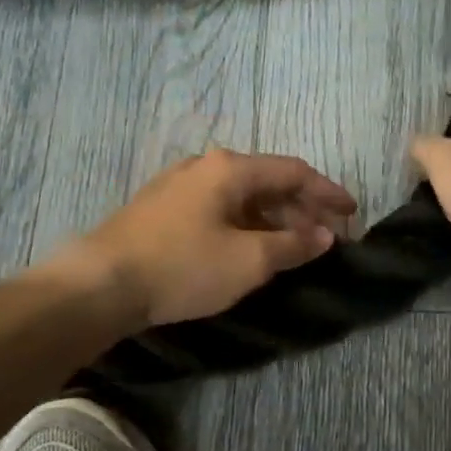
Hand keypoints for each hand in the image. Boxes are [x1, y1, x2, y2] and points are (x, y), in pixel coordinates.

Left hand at [53, 149, 356, 326]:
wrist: (99, 284)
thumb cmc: (183, 266)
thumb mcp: (248, 261)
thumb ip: (292, 245)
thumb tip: (325, 236)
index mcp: (230, 169)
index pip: (293, 171)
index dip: (327, 192)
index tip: (352, 213)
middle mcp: (205, 166)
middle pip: (267, 181)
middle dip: (301, 209)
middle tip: (325, 238)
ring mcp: (179, 185)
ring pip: (241, 196)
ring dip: (272, 219)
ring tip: (291, 248)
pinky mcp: (161, 208)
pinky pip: (218, 208)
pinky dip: (244, 225)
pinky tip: (248, 249)